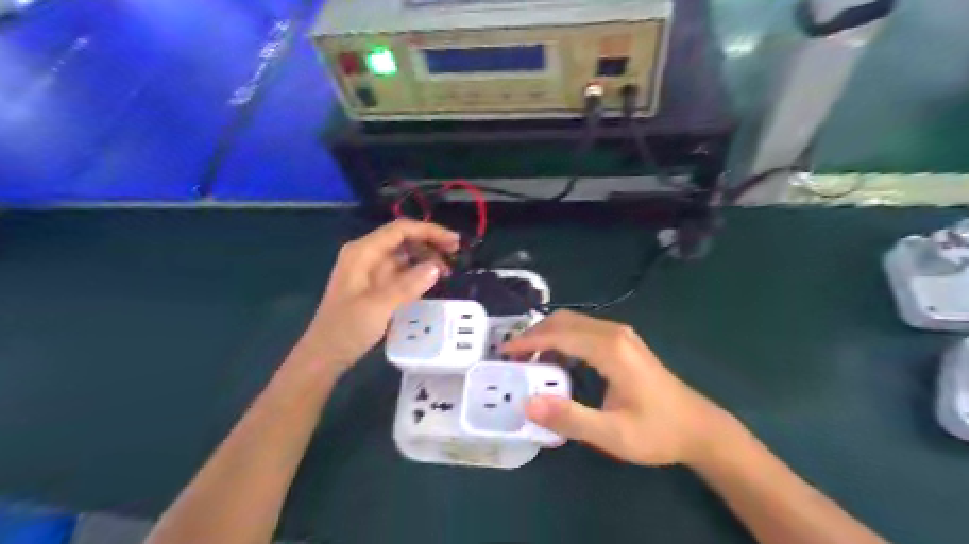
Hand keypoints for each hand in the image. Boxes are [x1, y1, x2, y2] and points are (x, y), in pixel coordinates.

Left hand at [308, 219, 462, 372]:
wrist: (326, 354)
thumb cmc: (347, 329)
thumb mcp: (378, 307)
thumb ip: (408, 285)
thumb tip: (436, 267)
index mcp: (363, 252)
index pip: (400, 229)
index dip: (429, 231)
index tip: (454, 242)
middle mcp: (367, 254)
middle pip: (404, 238)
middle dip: (430, 243)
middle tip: (455, 255)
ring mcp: (371, 269)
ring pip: (404, 253)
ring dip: (426, 257)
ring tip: (447, 271)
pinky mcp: (376, 284)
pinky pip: (401, 270)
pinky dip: (418, 272)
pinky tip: (432, 280)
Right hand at [503, 309, 730, 466]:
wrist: (699, 429)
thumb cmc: (657, 432)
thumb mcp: (612, 434)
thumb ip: (569, 418)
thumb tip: (528, 403)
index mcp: (610, 349)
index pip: (559, 335)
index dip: (528, 342)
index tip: (504, 352)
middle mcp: (614, 333)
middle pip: (563, 321)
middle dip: (534, 335)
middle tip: (513, 357)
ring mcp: (620, 335)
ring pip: (573, 324)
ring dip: (547, 337)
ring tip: (528, 361)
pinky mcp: (623, 342)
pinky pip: (584, 332)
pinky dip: (562, 341)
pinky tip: (557, 364)